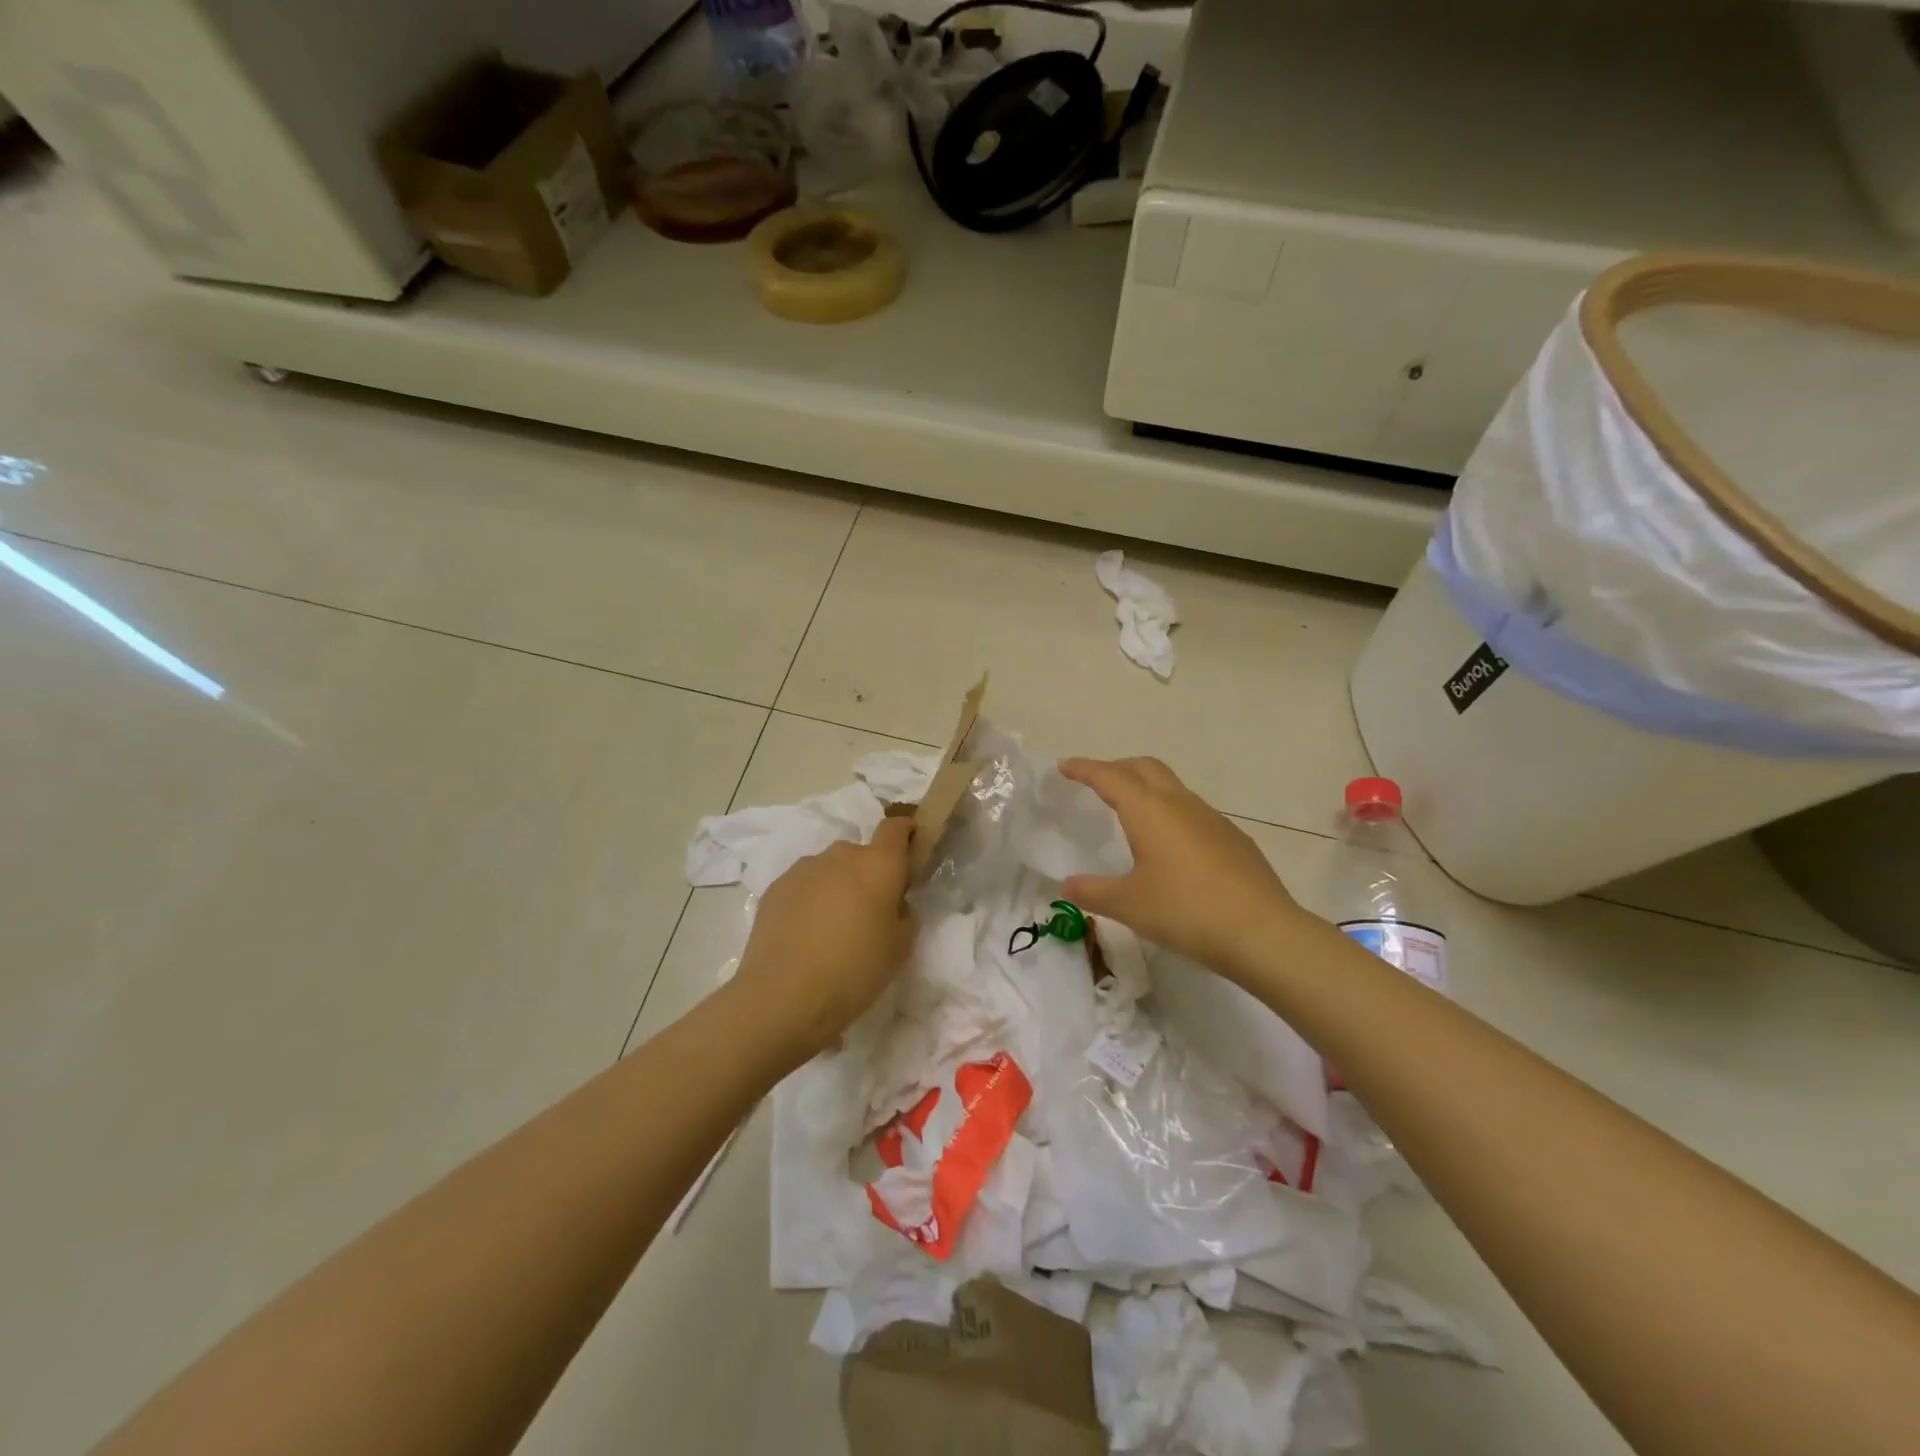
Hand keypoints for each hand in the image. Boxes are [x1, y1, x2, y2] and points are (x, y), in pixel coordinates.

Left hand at [733, 816, 918, 1060]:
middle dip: (868, 875)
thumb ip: (905, 917)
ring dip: (836, 888)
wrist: (783, 995)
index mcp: (878, 865)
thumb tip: (896, 906)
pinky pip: (803, 886)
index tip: (909, 853)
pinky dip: (809, 902)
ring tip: (831, 930)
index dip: (906, 833)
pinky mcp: (775, 888)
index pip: (896, 828)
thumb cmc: (855, 970)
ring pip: (829, 870)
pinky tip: (804, 937)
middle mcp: (841, 856)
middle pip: (861, 854)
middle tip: (869, 913)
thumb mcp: (899, 949)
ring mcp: (804, 869)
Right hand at [1061, 756, 1309, 981]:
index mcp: (1149, 811)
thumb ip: (1092, 892)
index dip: (1085, 769)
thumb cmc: (1185, 911)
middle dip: (1117, 768)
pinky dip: (1170, 813)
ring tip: (1130, 812)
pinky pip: (1193, 812)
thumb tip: (1067, 885)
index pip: (1110, 777)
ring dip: (1146, 788)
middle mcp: (1180, 804)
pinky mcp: (1233, 838)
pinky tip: (1170, 846)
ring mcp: (1212, 819)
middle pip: (1145, 767)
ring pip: (1172, 787)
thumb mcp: (1128, 905)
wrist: (1263, 932)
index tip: (1065, 766)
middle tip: (1095, 782)